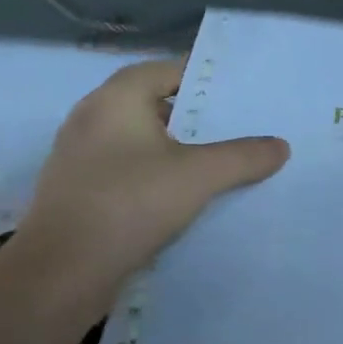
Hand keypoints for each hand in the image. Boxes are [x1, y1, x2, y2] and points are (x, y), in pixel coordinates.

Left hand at [17, 57, 288, 283]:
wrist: (61, 273)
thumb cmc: (130, 203)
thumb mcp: (198, 176)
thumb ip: (243, 157)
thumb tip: (281, 146)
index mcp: (115, 99)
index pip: (166, 70)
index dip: (204, 80)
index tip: (239, 96)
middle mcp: (91, 118)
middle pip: (152, 106)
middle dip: (194, 118)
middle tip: (236, 130)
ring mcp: (79, 157)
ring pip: (138, 142)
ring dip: (174, 151)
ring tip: (216, 165)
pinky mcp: (76, 192)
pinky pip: (125, 171)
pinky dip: (153, 177)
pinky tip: (180, 199)